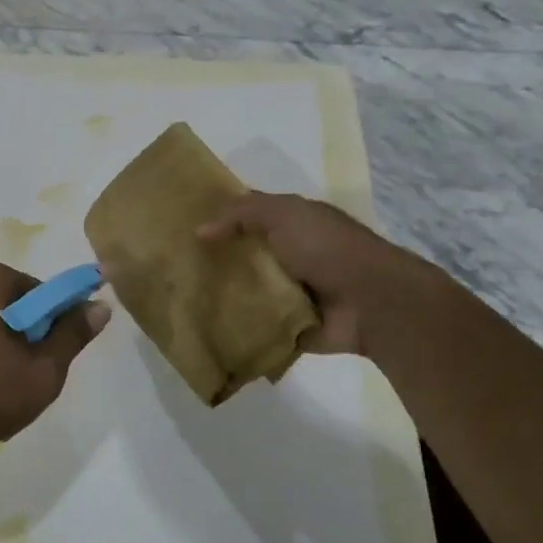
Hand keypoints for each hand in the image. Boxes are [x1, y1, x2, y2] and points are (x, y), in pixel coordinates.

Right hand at [196, 194, 437, 357]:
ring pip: (244, 291)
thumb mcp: (284, 214)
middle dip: (211, 260)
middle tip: (170, 265)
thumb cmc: (328, 248)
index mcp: (291, 224)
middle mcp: (288, 256)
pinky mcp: (288, 327)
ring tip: (179, 298)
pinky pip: (254, 326)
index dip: (217, 217)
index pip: (247, 216)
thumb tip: (199, 230)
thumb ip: (240, 214)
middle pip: (241, 255)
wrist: (373, 301)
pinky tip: (201, 328)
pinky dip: (234, 328)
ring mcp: (288, 293)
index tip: (178, 223)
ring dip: (220, 296)